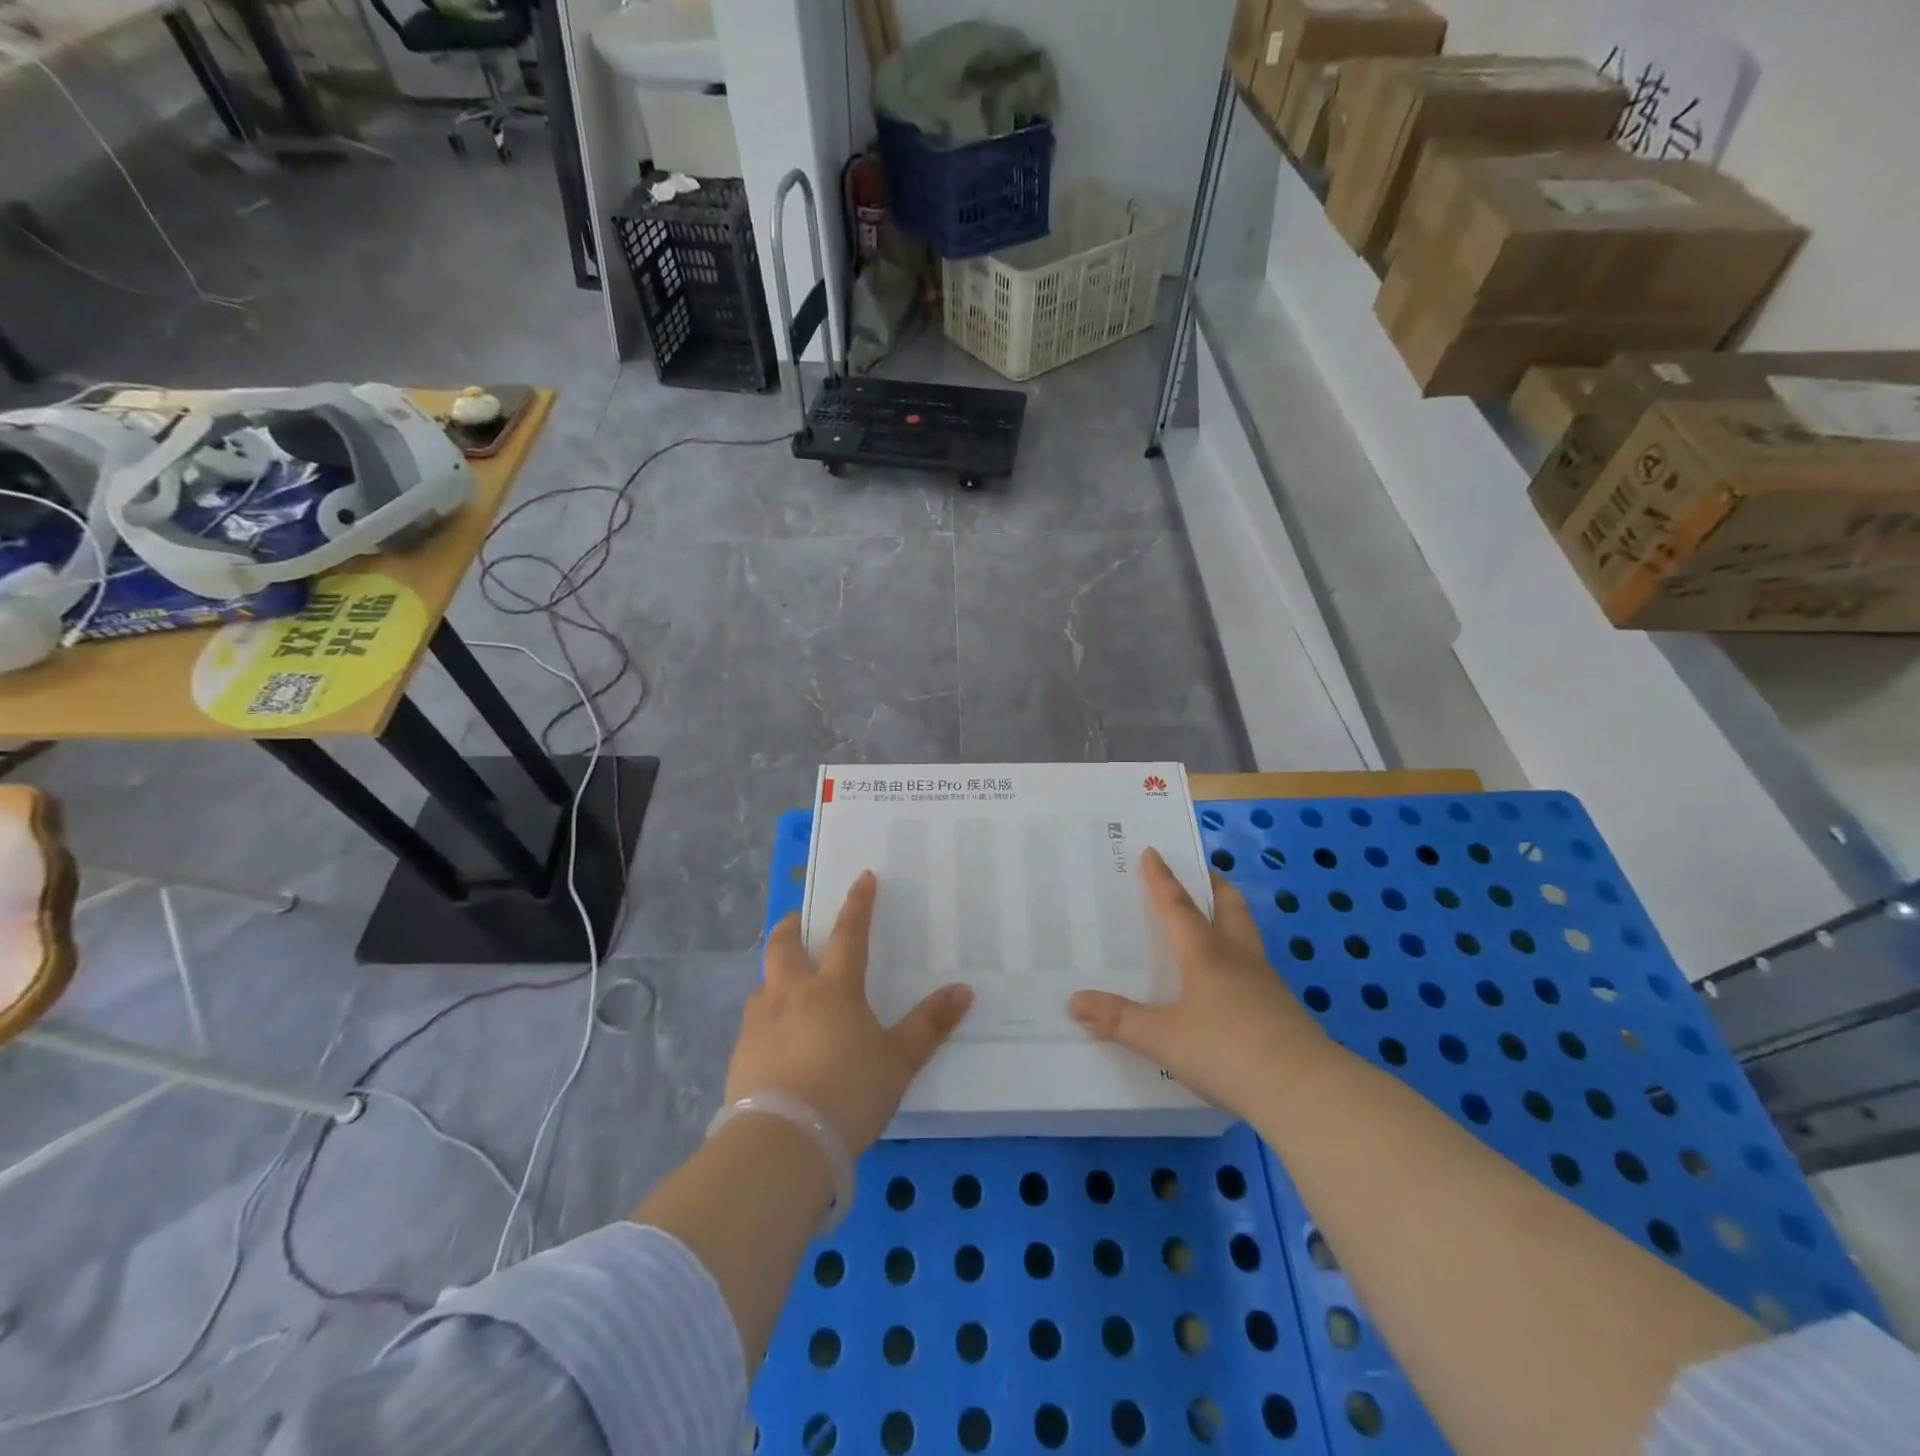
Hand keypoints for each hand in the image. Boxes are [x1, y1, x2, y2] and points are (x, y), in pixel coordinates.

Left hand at [728, 872, 972, 1156]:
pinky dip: (766, 1020)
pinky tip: (775, 1041)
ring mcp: (760, 1025)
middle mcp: (791, 995)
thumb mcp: (899, 1061)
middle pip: (784, 947)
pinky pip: (753, 1025)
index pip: (850, 934)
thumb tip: (964, 989)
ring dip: (774, 976)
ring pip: (763, 985)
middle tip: (797, 920)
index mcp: (834, 989)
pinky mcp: (740, 1057)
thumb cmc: (848, 1092)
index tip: (862, 878)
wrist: (782, 1143)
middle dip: (791, 927)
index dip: (858, 904)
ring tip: (785, 986)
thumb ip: (929, 1025)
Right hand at [1069, 848, 1327, 1117]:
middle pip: (1229, 907)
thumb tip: (1074, 1000)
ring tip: (1213, 922)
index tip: (1153, 852)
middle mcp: (1237, 958)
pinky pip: (1255, 970)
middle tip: (1200, 874)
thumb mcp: (1163, 1038)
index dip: (1163, 880)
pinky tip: (1229, 983)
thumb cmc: (1227, 1051)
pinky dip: (1238, 959)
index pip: (1179, 907)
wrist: (1305, 1091)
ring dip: (1229, 920)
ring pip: (1246, 936)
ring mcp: (1266, 984)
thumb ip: (1119, 1019)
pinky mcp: (1283, 1011)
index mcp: (1205, 954)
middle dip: (1213, 886)